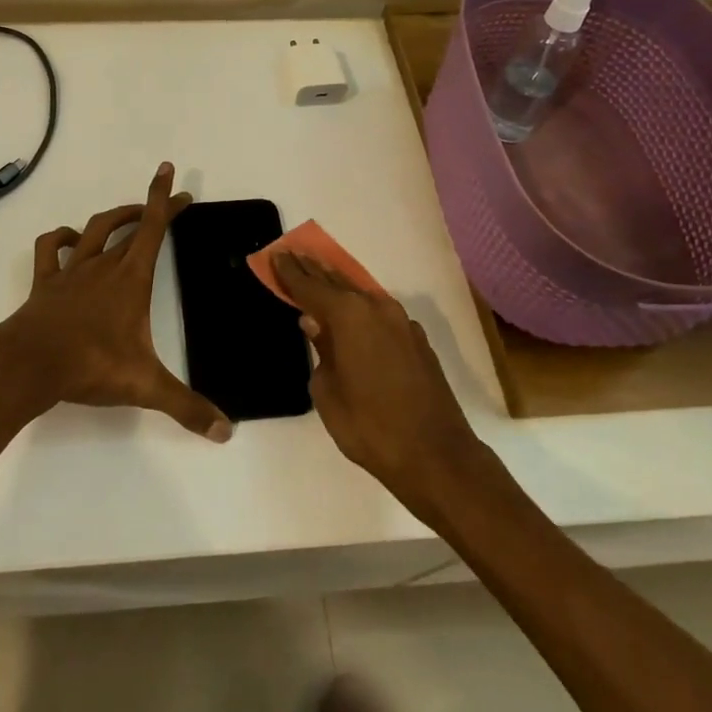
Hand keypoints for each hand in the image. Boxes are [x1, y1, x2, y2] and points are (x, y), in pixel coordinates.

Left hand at [0, 163, 230, 441]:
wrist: (30, 364)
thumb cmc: (90, 365)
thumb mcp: (145, 387)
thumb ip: (186, 407)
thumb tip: (226, 432)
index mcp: (130, 278)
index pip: (153, 227)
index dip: (164, 198)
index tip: (171, 172)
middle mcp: (103, 265)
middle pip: (129, 225)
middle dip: (149, 209)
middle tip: (167, 204)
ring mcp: (71, 271)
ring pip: (92, 229)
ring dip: (112, 218)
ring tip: (128, 216)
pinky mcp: (45, 282)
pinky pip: (49, 248)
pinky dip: (60, 238)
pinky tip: (68, 241)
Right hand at [272, 252, 482, 503]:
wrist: (436, 456)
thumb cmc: (369, 426)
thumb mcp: (327, 391)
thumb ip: (320, 350)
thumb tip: (314, 324)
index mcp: (349, 316)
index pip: (310, 286)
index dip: (290, 272)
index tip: (275, 255)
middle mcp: (376, 308)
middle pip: (337, 282)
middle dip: (313, 270)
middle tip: (293, 255)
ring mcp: (402, 323)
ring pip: (362, 296)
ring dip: (339, 286)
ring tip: (318, 276)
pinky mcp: (417, 341)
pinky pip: (380, 314)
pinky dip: (361, 309)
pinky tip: (353, 316)